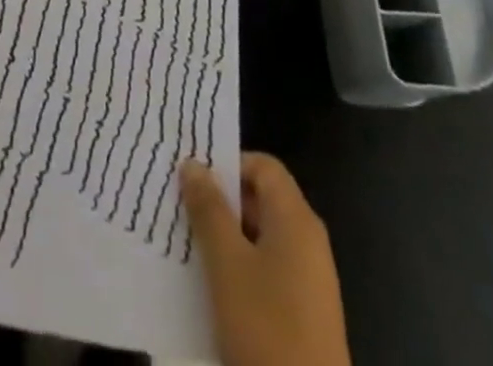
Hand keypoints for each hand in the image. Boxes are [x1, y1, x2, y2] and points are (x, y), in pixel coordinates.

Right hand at [180, 153, 351, 365]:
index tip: (193, 180)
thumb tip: (193, 164)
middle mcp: (308, 241)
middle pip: (262, 199)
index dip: (228, 164)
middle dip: (221, 202)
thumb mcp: (227, 264)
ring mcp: (310, 280)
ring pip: (261, 237)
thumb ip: (209, 209)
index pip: (263, 166)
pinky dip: (241, 268)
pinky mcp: (305, 314)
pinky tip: (213, 289)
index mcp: (296, 219)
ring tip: (189, 248)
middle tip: (182, 210)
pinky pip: (269, 270)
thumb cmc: (267, 329)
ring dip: (227, 237)